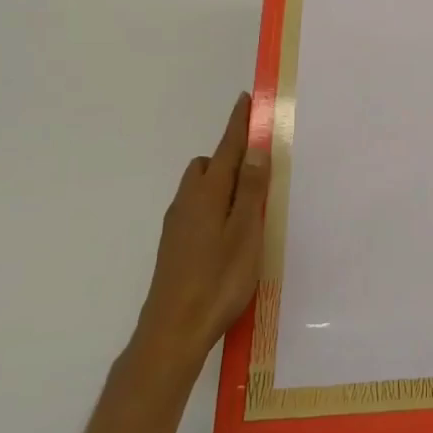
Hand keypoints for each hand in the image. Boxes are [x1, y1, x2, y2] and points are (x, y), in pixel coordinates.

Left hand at [138, 92, 268, 362]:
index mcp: (207, 193)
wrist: (172, 331)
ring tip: (249, 204)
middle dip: (230, 156)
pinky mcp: (174, 246)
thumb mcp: (245, 232)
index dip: (238, 124)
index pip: (226, 148)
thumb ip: (250, 189)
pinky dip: (215, 205)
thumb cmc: (217, 280)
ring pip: (200, 188)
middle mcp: (187, 202)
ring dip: (222, 183)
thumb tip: (255, 148)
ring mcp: (177, 225)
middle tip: (260, 167)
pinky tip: (229, 232)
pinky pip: (197, 209)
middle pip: (208, 165)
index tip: (246, 100)